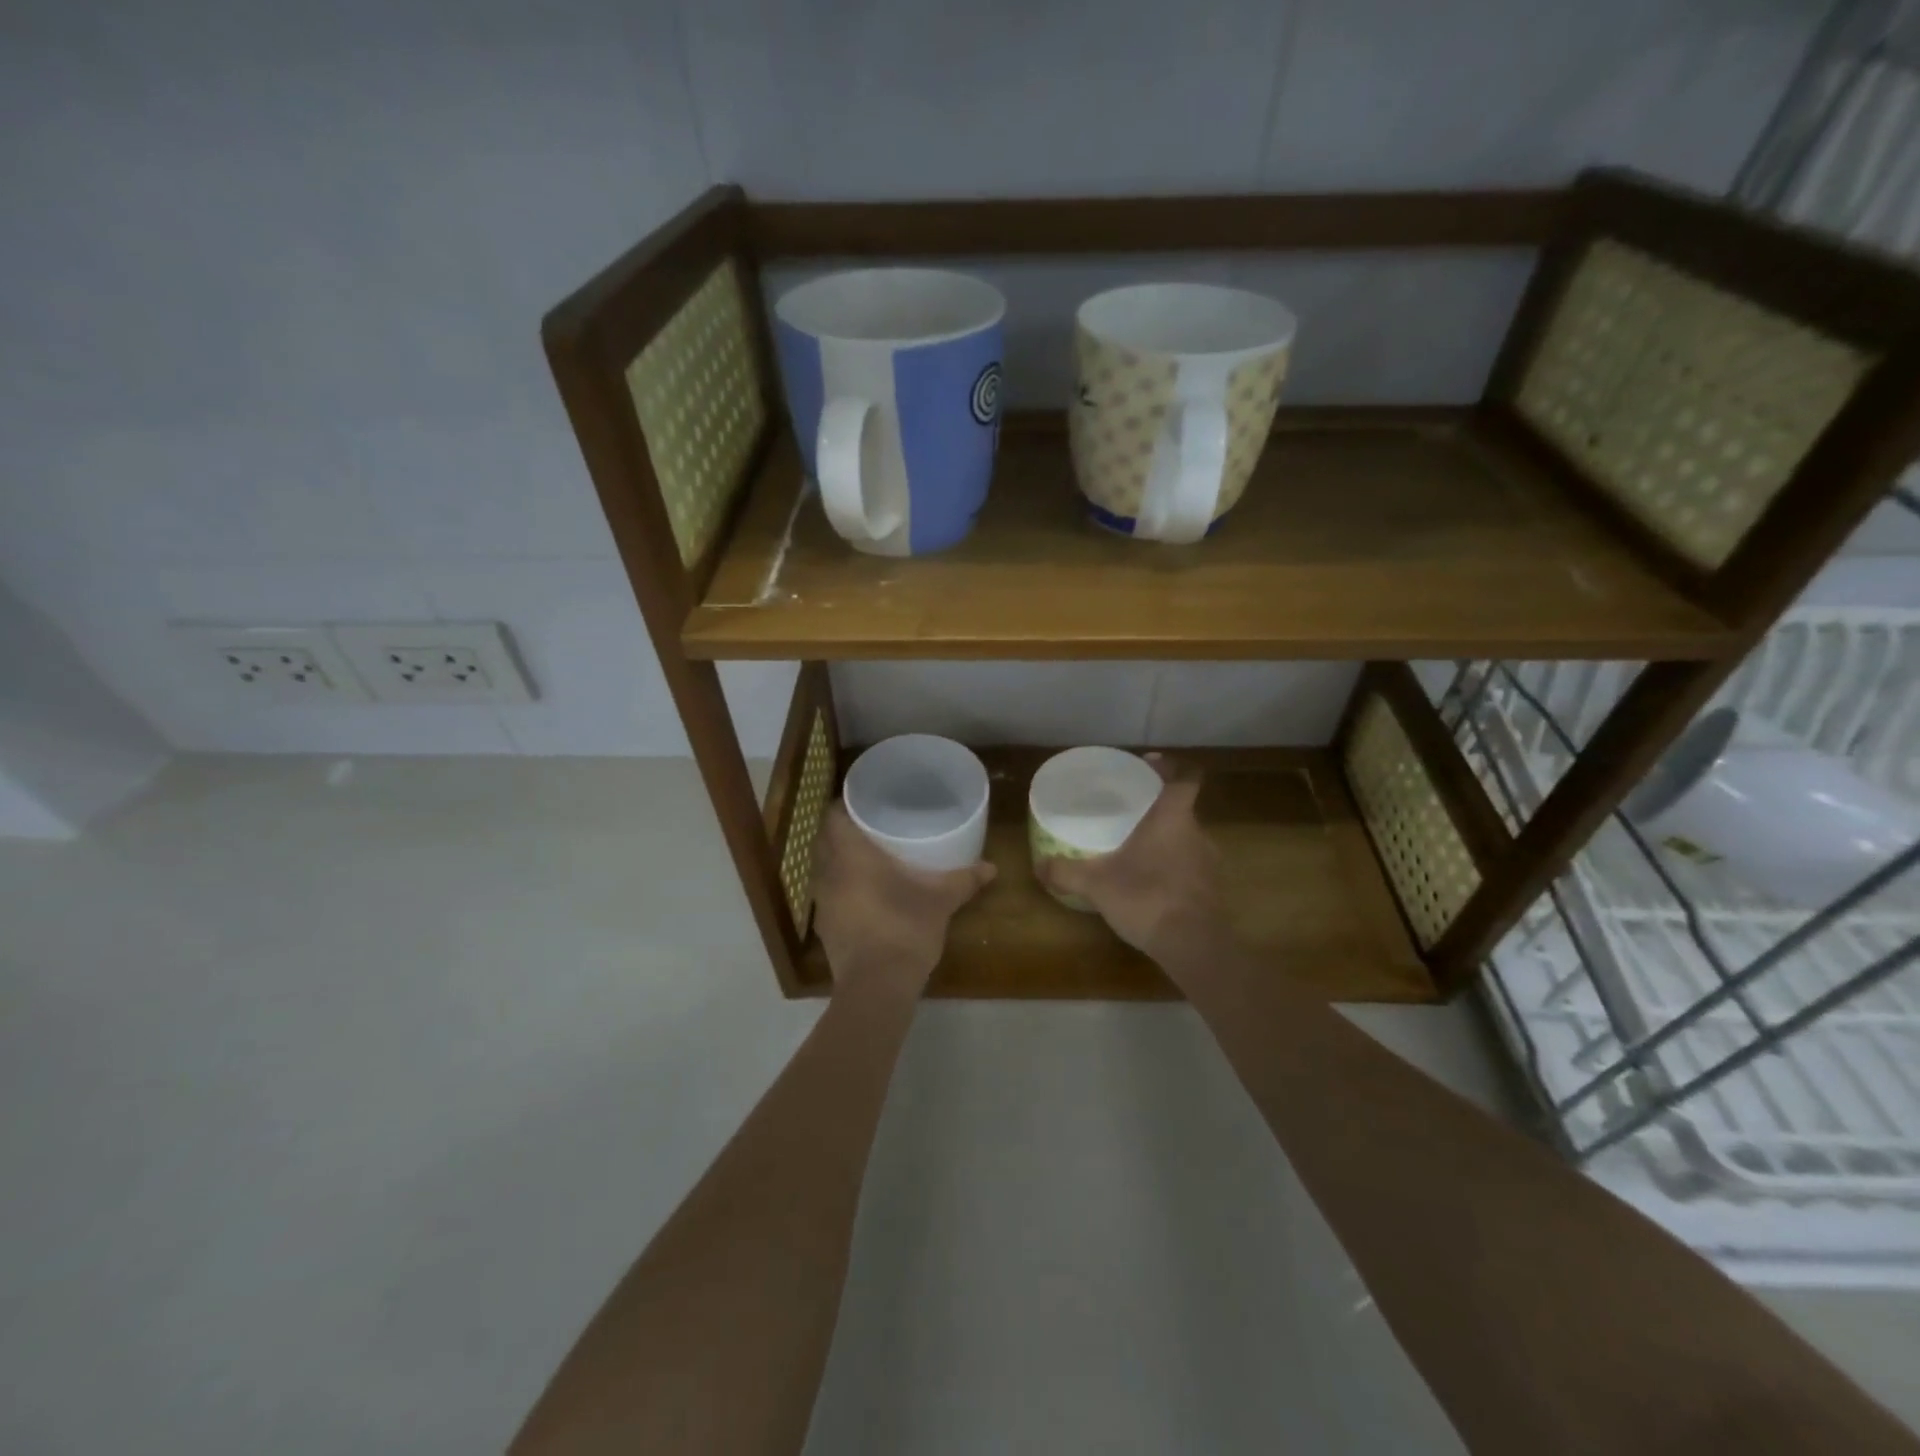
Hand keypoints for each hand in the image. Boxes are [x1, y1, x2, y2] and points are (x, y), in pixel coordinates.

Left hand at [811, 804, 994, 998]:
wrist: (876, 987)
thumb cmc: (904, 929)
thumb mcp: (940, 901)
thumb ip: (964, 880)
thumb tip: (992, 867)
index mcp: (850, 855)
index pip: (833, 816)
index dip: (845, 805)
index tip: (865, 802)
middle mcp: (829, 873)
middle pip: (826, 840)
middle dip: (844, 831)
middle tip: (872, 826)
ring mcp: (822, 903)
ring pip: (825, 868)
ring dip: (841, 861)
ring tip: (869, 857)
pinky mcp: (825, 927)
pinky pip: (830, 895)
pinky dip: (843, 888)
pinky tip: (866, 894)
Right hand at [1038, 756, 1227, 973]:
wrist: (1194, 945)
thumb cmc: (1147, 897)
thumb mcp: (1096, 884)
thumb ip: (1066, 872)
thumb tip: (1038, 865)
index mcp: (1173, 818)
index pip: (1184, 779)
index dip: (1169, 768)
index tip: (1148, 765)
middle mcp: (1196, 833)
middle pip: (1182, 809)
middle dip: (1158, 808)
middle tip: (1130, 811)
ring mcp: (1208, 864)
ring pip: (1186, 839)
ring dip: (1166, 839)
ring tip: (1138, 847)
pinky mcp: (1211, 891)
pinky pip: (1190, 867)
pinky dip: (1173, 868)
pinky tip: (1151, 881)